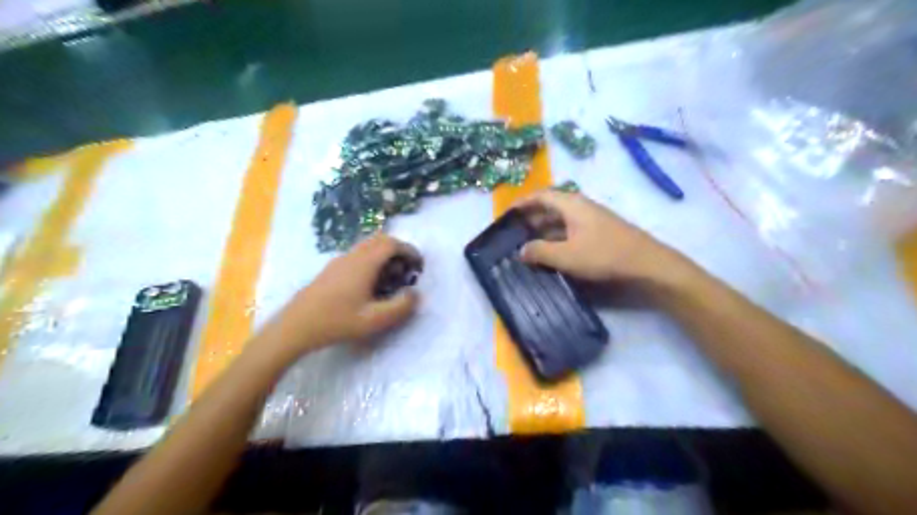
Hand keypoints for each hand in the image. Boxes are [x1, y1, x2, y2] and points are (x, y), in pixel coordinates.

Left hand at [263, 234, 424, 356]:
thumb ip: (400, 306)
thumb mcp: (375, 320)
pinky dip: (372, 260)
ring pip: (367, 246)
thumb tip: (415, 293)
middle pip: (380, 239)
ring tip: (391, 278)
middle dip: (398, 250)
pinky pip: (358, 254)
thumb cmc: (337, 322)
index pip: (392, 244)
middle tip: (406, 270)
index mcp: (364, 263)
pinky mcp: (331, 269)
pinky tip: (370, 284)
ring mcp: (339, 260)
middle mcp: (352, 256)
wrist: (296, 326)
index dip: (410, 250)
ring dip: (384, 255)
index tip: (419, 266)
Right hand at [515, 190, 694, 289]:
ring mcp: (592, 218)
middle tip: (514, 232)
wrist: (647, 263)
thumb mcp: (566, 256)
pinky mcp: (600, 231)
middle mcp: (581, 206)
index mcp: (571, 204)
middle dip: (531, 218)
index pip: (540, 196)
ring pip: (561, 220)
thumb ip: (539, 251)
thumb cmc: (603, 255)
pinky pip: (571, 229)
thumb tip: (521, 250)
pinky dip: (557, 237)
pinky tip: (552, 253)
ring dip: (544, 230)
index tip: (507, 214)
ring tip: (528, 244)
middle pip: (550, 206)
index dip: (522, 203)